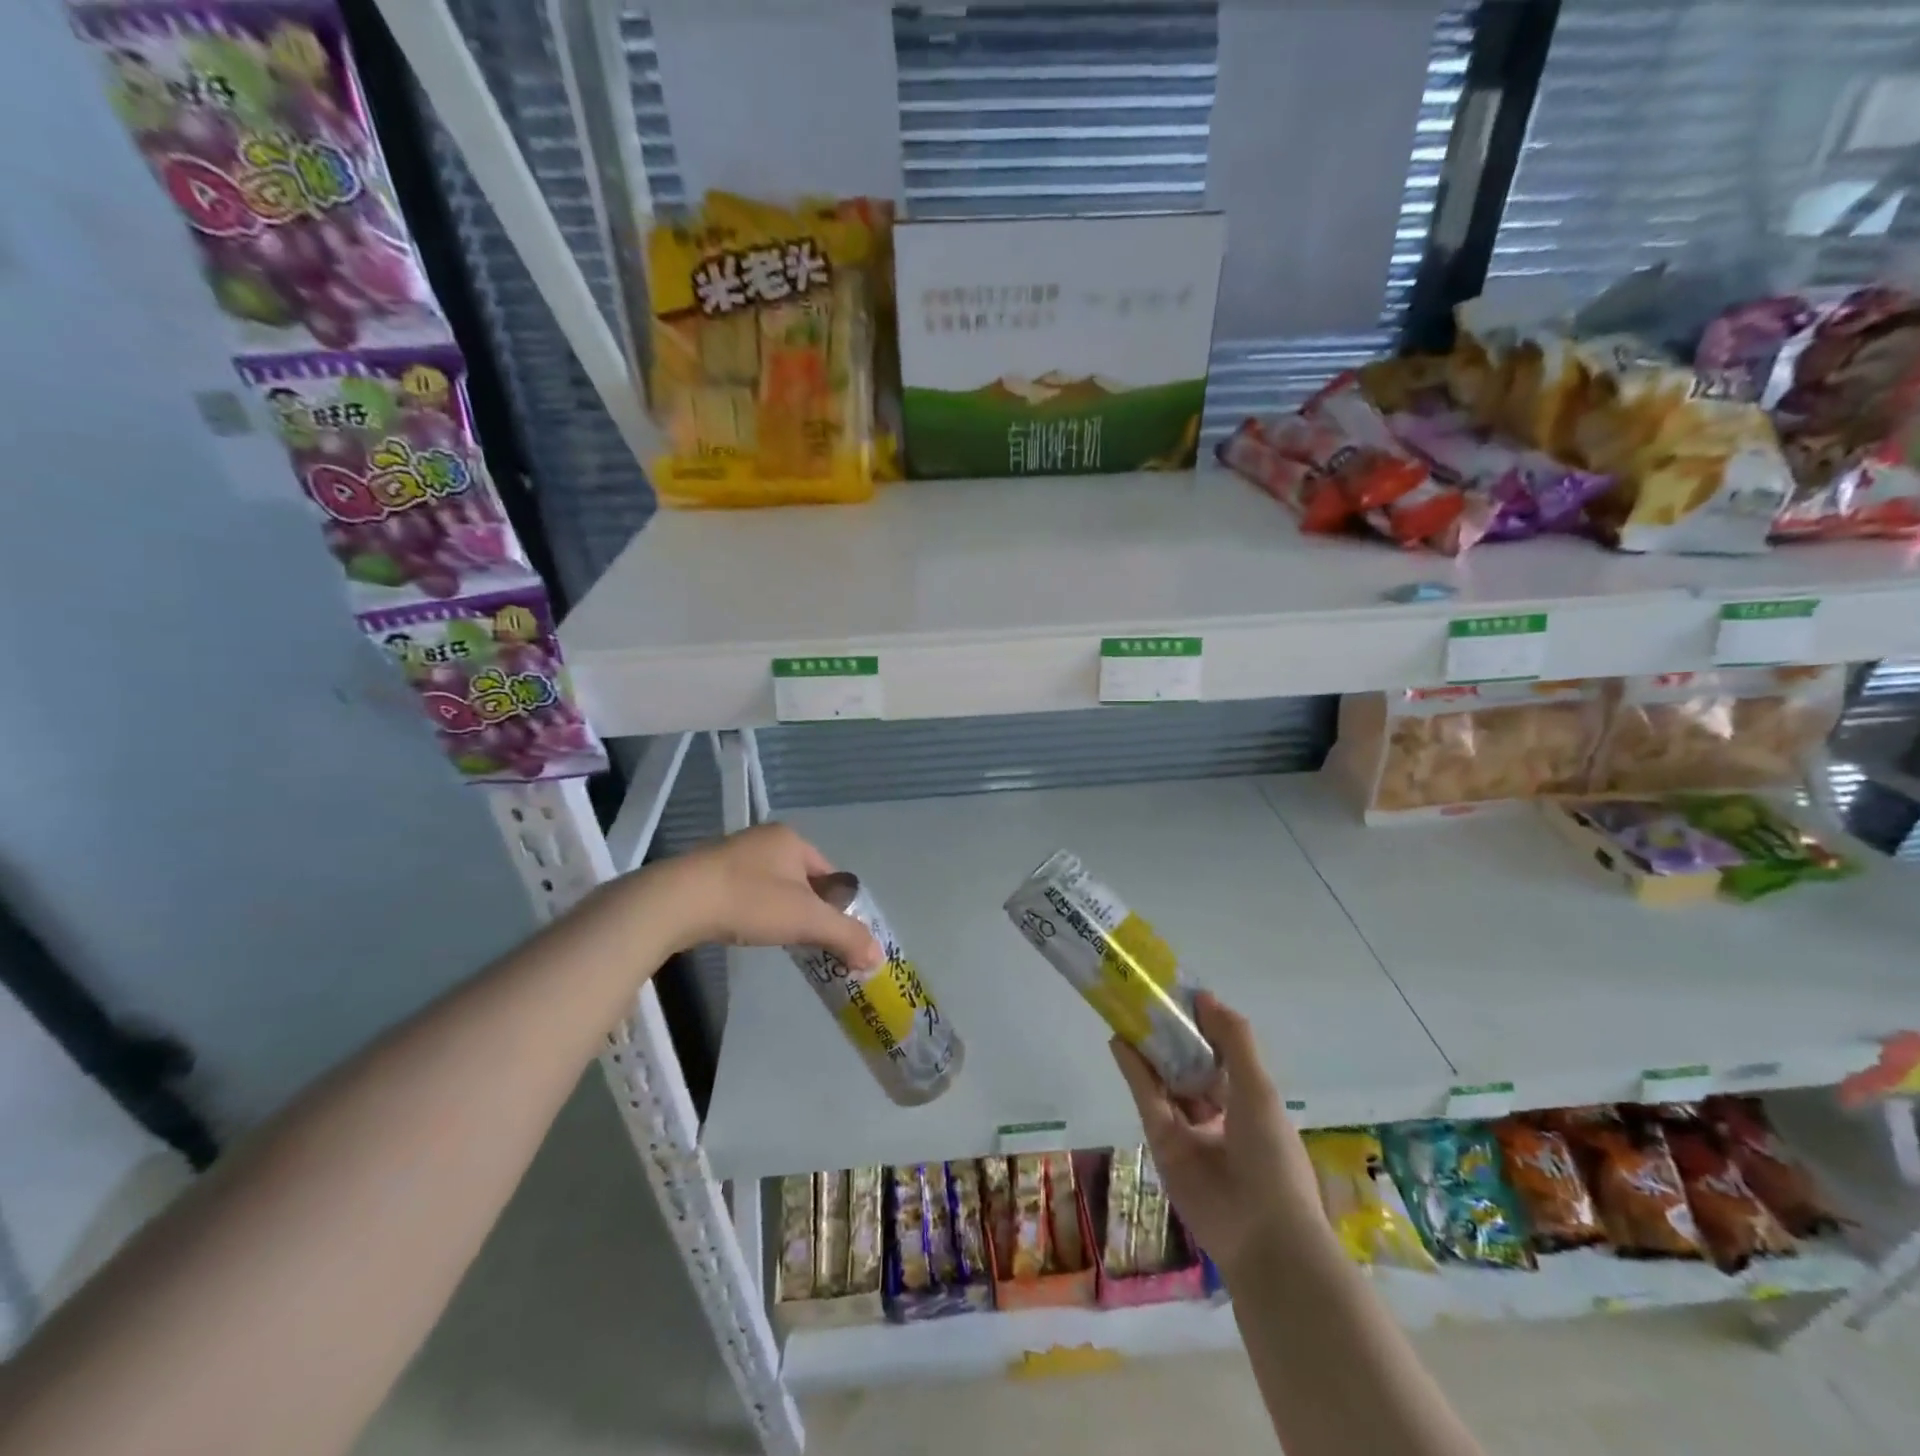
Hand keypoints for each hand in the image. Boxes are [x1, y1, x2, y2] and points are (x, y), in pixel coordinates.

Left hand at [655, 824, 880, 968]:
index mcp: (791, 839)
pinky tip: (745, 929)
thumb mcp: (806, 920)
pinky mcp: (707, 872)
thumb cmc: (749, 901)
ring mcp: (733, 853)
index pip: (829, 873)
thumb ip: (845, 936)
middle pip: (801, 879)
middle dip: (808, 908)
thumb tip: (878, 956)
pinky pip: (745, 891)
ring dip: (779, 910)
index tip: (834, 932)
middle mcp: (764, 838)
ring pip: (772, 886)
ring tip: (777, 938)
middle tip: (807, 939)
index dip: (837, 904)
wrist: (676, 902)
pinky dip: (752, 910)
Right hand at [1110, 992, 1324, 1280]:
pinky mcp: (1162, 1143)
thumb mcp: (1259, 1088)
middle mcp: (1218, 1114)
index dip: (1203, 1026)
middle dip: (1171, 1036)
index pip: (1221, 1055)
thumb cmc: (1272, 1154)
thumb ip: (1233, 1039)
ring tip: (1128, 1012)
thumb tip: (1204, 997)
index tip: (1181, 995)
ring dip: (1149, 1049)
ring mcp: (1188, 1130)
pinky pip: (1147, 1100)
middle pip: (1189, 1066)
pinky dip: (1134, 1071)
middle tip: (1147, 999)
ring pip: (1165, 1081)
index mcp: (1249, 1102)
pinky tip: (1120, 1040)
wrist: (1262, 1232)